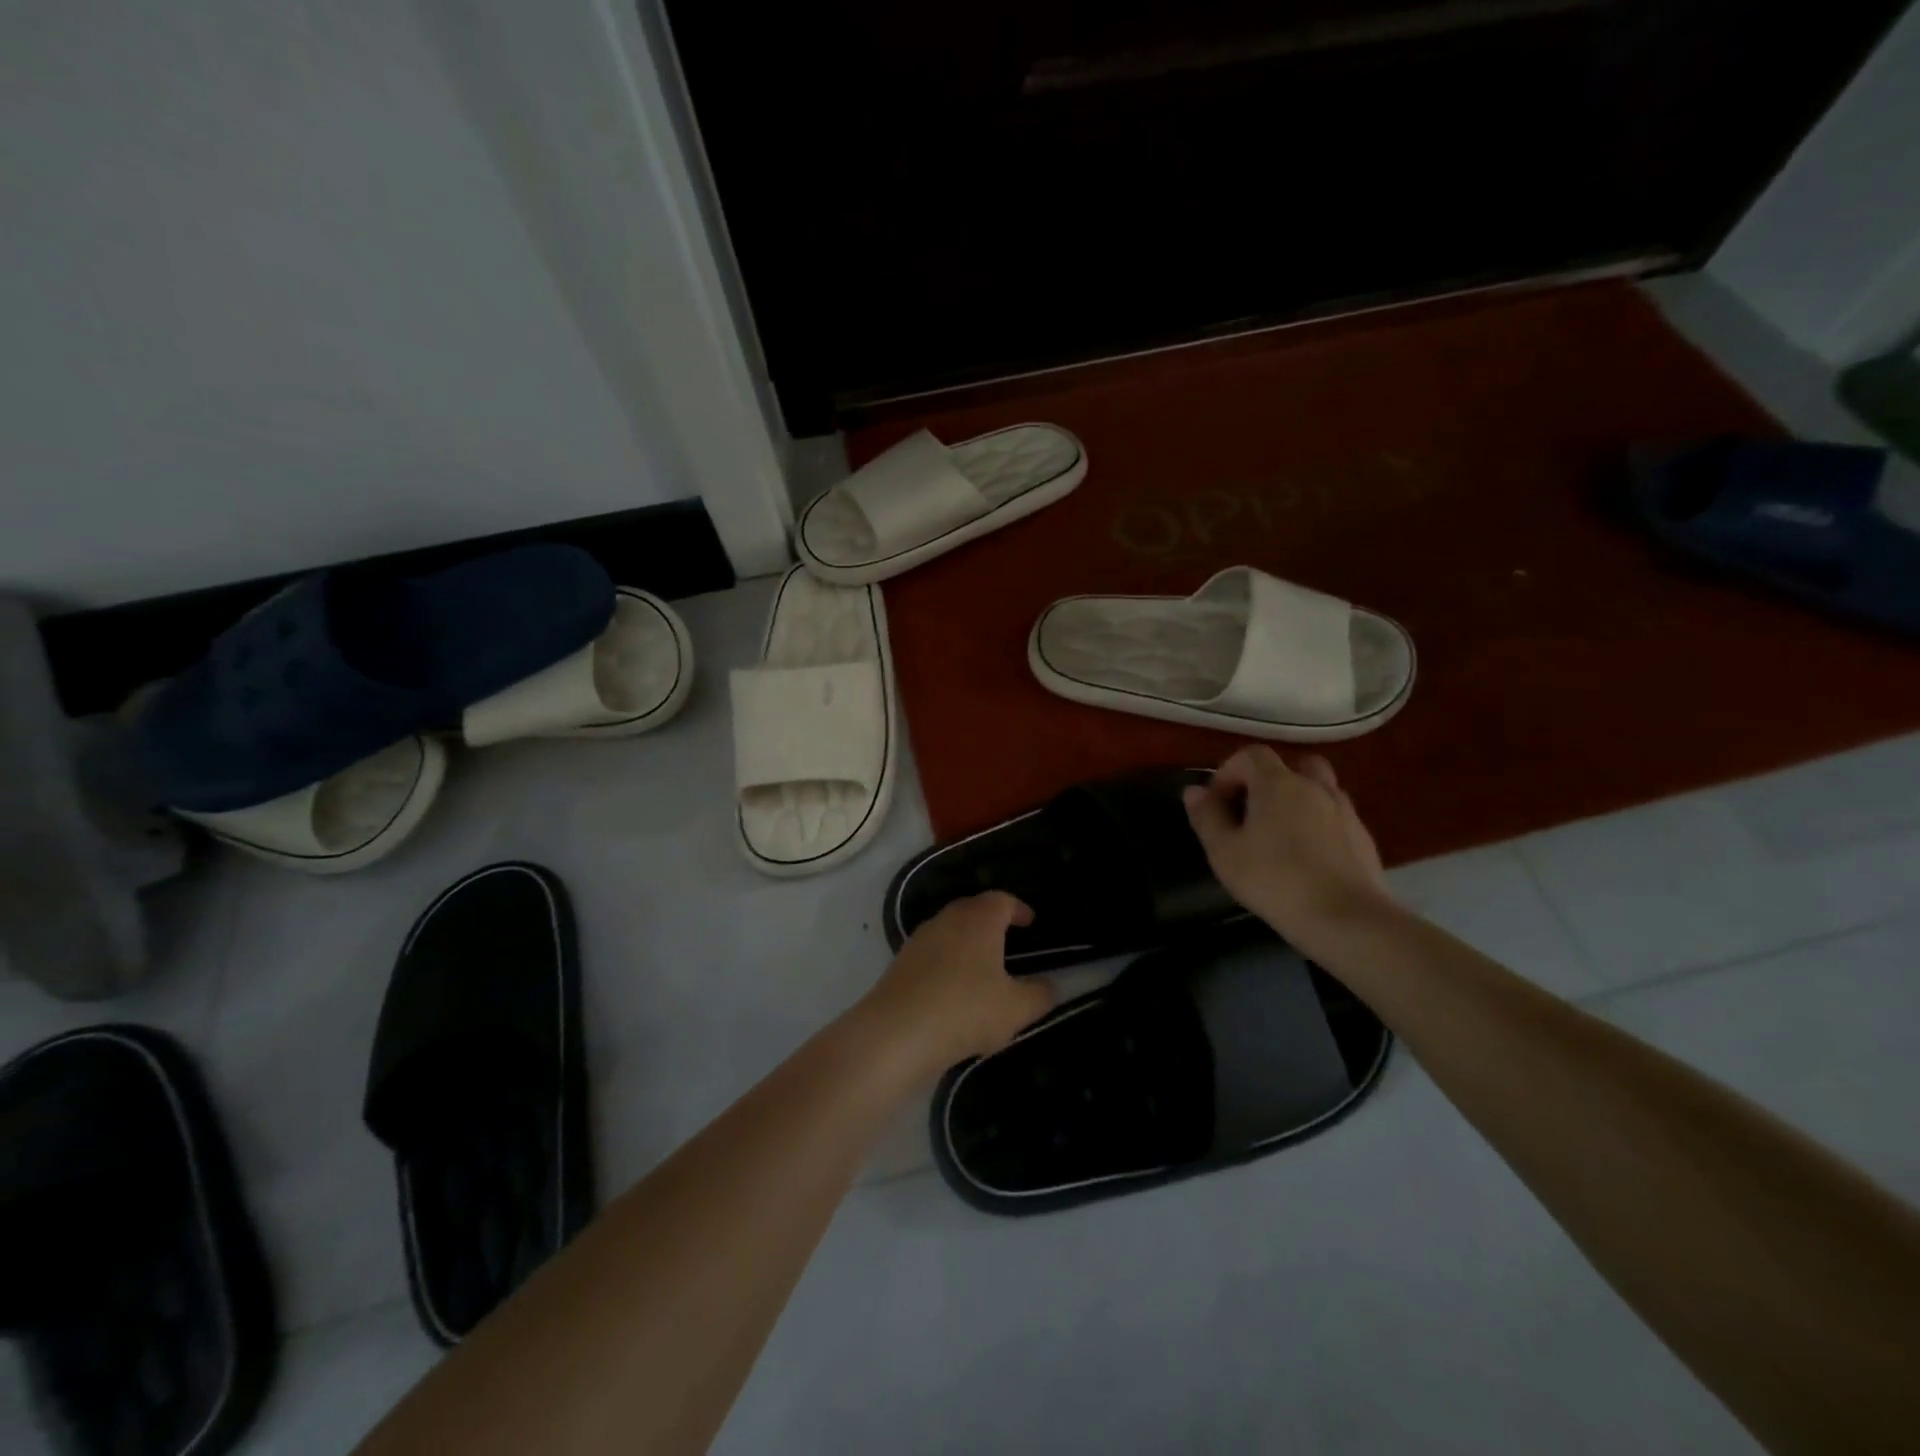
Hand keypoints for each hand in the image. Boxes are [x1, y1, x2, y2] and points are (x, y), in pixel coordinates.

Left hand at [856, 892, 1054, 1075]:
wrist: (896, 1032)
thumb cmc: (965, 1009)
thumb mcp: (1016, 1009)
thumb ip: (1039, 995)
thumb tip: (1049, 985)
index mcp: (979, 919)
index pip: (1002, 900)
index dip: (1018, 909)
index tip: (1030, 922)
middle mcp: (948, 919)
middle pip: (973, 909)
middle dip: (991, 922)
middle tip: (1008, 941)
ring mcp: (920, 939)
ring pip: (950, 931)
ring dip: (966, 943)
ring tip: (982, 968)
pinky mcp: (900, 962)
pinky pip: (932, 953)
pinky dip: (946, 962)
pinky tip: (952, 989)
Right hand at [1183, 747, 1394, 943]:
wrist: (1346, 919)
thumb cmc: (1275, 880)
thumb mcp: (1224, 852)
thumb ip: (1207, 817)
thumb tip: (1194, 791)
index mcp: (1277, 783)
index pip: (1250, 755)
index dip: (1227, 773)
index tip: (1216, 805)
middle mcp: (1315, 787)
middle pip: (1291, 765)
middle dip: (1267, 781)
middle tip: (1251, 813)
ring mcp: (1344, 811)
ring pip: (1317, 790)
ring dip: (1296, 802)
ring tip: (1279, 836)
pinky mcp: (1363, 838)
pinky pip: (1334, 817)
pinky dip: (1317, 825)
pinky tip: (1306, 859)